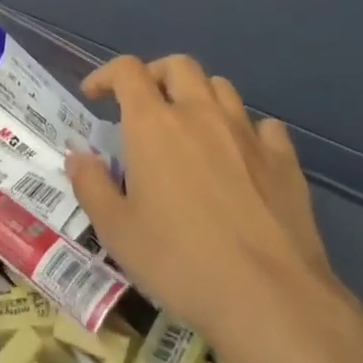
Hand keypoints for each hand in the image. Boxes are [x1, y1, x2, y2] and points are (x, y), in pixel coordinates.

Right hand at [64, 54, 336, 349]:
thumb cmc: (179, 261)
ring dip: (199, 96)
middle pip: (178, 66)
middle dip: (155, 75)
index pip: (127, 70)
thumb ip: (91, 185)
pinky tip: (240, 156)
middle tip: (143, 105)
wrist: (269, 297)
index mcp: (153, 124)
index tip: (94, 96)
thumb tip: (77, 156)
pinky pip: (263, 125)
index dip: (106, 75)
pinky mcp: (284, 159)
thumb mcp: (116, 230)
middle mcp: (200, 114)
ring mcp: (247, 134)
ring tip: (189, 127)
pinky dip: (245, 130)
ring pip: (221, 87)